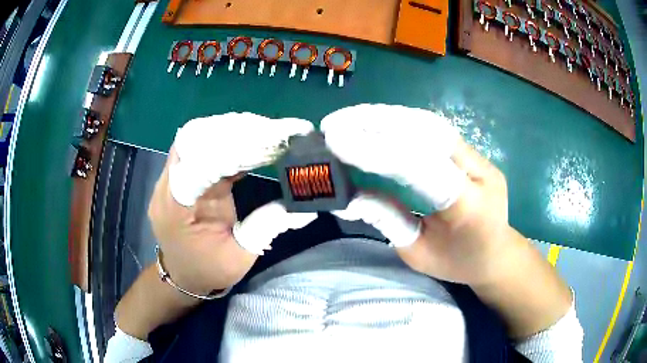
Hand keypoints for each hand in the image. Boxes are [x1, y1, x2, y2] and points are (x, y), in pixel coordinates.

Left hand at [148, 113, 315, 294]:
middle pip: (192, 139)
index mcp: (177, 210)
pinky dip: (225, 140)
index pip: (198, 164)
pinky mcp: (182, 175)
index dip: (232, 148)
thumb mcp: (240, 258)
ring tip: (264, 130)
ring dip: (229, 130)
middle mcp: (168, 187)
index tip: (268, 139)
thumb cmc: (208, 271)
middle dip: (232, 130)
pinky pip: (200, 146)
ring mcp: (172, 178)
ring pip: (195, 137)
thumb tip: (303, 205)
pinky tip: (250, 140)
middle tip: (270, 130)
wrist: (182, 275)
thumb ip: (265, 227)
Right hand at [324, 104, 572, 338]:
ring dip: (388, 116)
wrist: (498, 253)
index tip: (336, 142)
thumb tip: (351, 195)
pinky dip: (402, 122)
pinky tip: (377, 122)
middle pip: (427, 133)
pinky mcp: (474, 152)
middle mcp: (480, 173)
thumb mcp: (419, 254)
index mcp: (469, 207)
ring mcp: (480, 159)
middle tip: (335, 122)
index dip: (377, 150)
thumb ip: (389, 221)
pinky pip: (435, 130)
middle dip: (377, 122)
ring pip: (431, 125)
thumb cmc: (459, 263)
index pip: (421, 167)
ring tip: (351, 117)